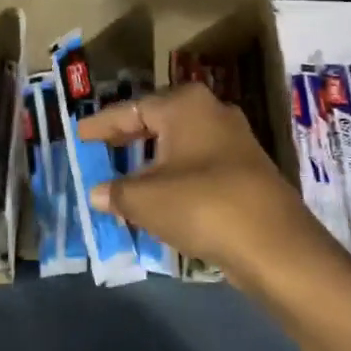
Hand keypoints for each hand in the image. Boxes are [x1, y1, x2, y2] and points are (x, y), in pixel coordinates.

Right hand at [76, 83, 324, 277]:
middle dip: (129, 138)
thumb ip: (115, 192)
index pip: (132, 109)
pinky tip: (160, 196)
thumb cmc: (200, 205)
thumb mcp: (144, 199)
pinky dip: (175, 177)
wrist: (272, 244)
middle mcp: (213, 113)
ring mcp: (235, 143)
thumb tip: (98, 193)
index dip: (102, 125)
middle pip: (159, 121)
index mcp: (186, 106)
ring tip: (125, 175)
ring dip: (153, 160)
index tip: (78, 135)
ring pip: (181, 145)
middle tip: (100, 149)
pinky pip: (198, 166)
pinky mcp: (247, 173)